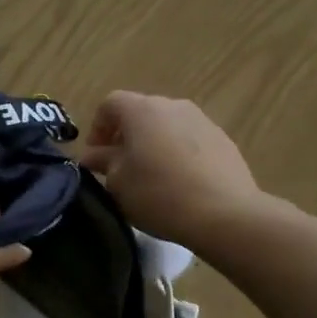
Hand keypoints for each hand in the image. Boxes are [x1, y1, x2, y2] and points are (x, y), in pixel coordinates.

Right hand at [79, 91, 262, 248]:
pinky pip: (190, 140)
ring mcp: (202, 120)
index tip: (96, 157)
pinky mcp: (223, 140)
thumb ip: (102, 162)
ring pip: (167, 126)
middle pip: (140, 112)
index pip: (109, 104)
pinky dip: (177, 154)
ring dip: (152, 144)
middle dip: (125, 136)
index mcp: (141, 110)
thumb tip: (93, 155)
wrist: (223, 213)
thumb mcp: (117, 182)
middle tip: (120, 167)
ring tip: (150, 176)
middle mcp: (172, 105)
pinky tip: (178, 182)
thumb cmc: (157, 193)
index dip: (97, 128)